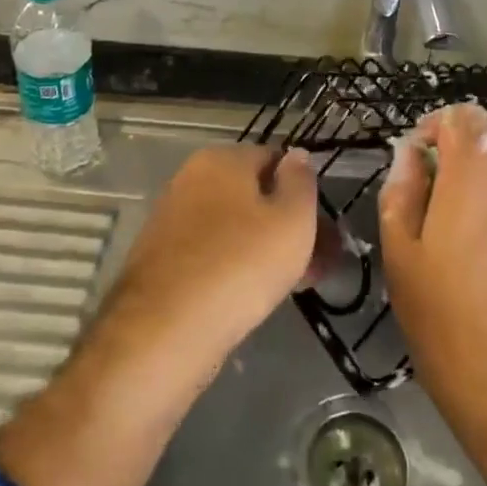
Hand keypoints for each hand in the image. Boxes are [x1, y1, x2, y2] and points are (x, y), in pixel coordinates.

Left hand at [111, 145, 318, 353]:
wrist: (163, 330)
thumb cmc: (239, 265)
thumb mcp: (292, 220)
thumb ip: (301, 182)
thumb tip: (297, 155)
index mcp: (221, 159)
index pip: (275, 160)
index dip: (304, 192)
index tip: (325, 230)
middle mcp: (191, 179)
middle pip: (254, 196)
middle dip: (288, 226)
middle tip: (318, 265)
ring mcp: (172, 219)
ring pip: (234, 227)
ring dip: (266, 250)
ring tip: (293, 286)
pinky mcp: (161, 258)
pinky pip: (212, 253)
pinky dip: (236, 267)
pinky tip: (252, 297)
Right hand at [378, 103, 486, 485]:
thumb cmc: (445, 319)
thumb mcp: (401, 254)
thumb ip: (402, 193)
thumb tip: (411, 155)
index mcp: (473, 179)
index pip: (467, 117)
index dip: (439, 122)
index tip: (418, 152)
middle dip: (462, 146)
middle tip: (433, 183)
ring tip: (468, 193)